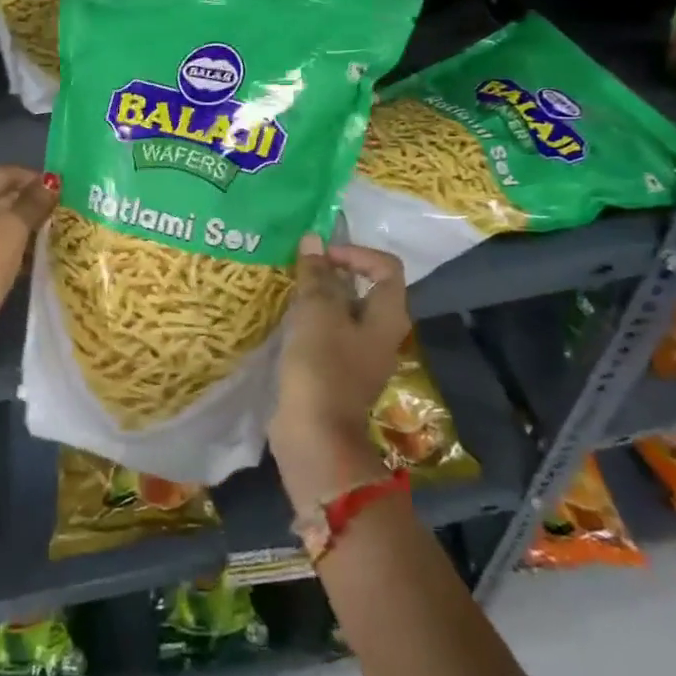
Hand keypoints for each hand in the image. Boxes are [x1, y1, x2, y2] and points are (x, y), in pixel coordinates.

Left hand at [0, 165, 57, 352]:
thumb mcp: (13, 232)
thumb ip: (33, 203)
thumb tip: (53, 182)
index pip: (7, 173)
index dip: (38, 181)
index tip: (66, 195)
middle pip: (1, 193)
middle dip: (31, 204)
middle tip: (63, 216)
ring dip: (23, 224)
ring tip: (54, 235)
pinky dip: (9, 239)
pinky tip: (33, 253)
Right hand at [271, 235, 409, 474]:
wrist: (315, 435)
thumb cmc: (322, 366)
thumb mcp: (316, 312)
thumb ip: (316, 275)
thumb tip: (313, 240)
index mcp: (388, 316)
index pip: (385, 267)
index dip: (355, 253)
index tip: (322, 256)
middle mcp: (382, 334)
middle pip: (364, 288)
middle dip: (333, 273)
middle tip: (300, 269)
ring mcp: (361, 356)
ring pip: (344, 312)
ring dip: (319, 297)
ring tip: (290, 291)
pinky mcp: (338, 372)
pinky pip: (329, 334)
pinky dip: (312, 322)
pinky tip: (287, 321)